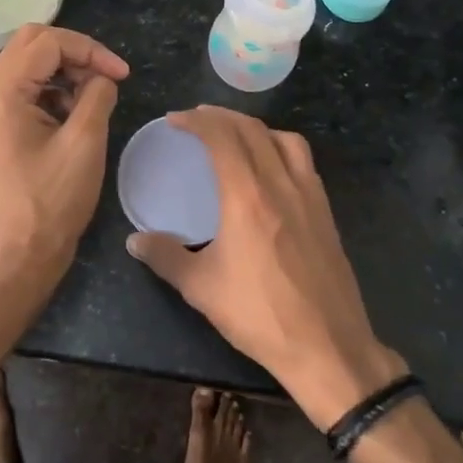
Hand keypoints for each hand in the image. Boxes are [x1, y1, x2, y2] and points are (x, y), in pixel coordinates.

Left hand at [0, 24, 128, 276]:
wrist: (21, 256)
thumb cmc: (53, 201)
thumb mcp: (85, 142)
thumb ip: (97, 95)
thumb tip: (102, 78)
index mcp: (1, 96)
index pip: (46, 43)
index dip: (89, 50)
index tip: (120, 74)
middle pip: (30, 45)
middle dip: (74, 53)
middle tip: (105, 76)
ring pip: (26, 65)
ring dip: (63, 72)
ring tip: (93, 98)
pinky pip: (23, 91)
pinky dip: (51, 91)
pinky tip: (74, 115)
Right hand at [125, 106, 403, 429]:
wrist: (327, 346)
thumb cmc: (259, 314)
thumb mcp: (201, 288)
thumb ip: (165, 257)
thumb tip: (134, 240)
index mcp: (247, 195)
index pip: (221, 137)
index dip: (196, 121)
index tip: (175, 121)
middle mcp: (280, 183)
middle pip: (252, 129)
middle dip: (222, 117)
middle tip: (198, 119)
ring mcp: (309, 195)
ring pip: (284, 139)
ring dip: (255, 127)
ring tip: (235, 136)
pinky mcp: (326, 212)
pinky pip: (303, 161)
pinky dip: (281, 147)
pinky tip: (271, 169)